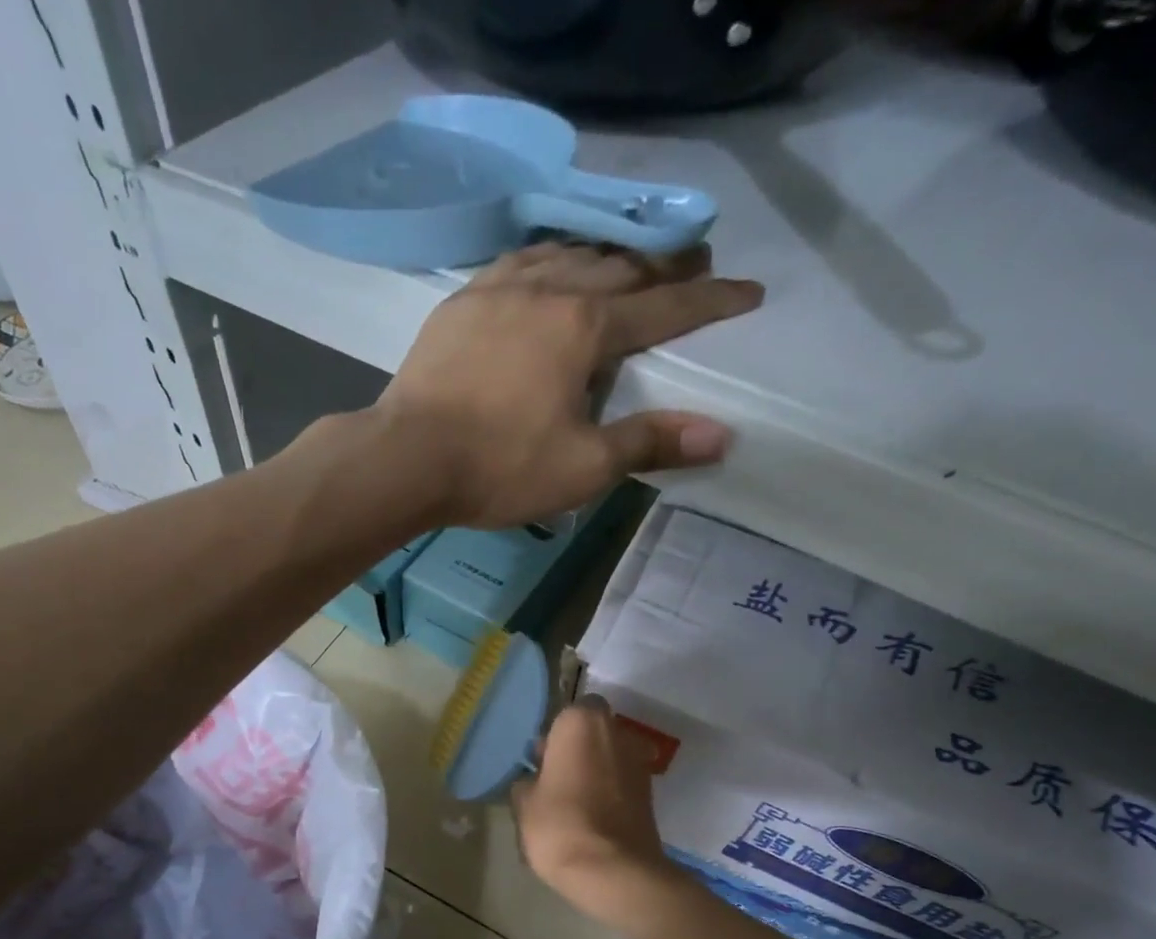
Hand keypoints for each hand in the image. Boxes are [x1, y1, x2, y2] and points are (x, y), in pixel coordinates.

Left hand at [377, 243, 762, 528]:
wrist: (406, 457)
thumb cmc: (499, 467)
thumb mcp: (582, 467)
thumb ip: (649, 443)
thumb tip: (721, 435)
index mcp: (585, 327)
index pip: (665, 306)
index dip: (710, 301)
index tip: (748, 291)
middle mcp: (549, 290)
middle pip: (620, 267)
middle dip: (664, 266)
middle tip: (694, 264)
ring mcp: (499, 289)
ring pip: (568, 253)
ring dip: (606, 255)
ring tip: (626, 261)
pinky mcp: (462, 302)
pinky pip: (519, 262)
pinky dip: (550, 259)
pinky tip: (548, 268)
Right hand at [511, 696, 673, 924]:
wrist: (614, 872)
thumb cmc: (559, 825)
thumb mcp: (524, 803)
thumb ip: (528, 782)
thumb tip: (535, 780)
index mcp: (582, 723)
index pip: (571, 710)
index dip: (557, 732)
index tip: (542, 756)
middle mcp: (616, 733)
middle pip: (594, 731)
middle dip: (577, 748)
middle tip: (554, 777)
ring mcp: (638, 763)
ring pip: (611, 756)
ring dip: (595, 769)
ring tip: (572, 800)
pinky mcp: (651, 794)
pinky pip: (622, 782)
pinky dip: (610, 791)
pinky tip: (591, 816)